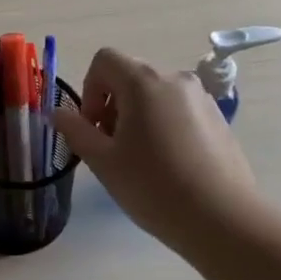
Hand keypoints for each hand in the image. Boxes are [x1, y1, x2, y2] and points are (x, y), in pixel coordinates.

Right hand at [52, 47, 261, 246]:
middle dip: (111, 105)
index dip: (89, 89)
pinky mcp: (218, 119)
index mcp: (143, 82)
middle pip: (130, 76)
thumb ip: (75, 130)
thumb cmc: (154, 186)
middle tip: (111, 147)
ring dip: (137, 116)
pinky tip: (167, 164)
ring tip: (139, 159)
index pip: (104, 60)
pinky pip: (178, 109)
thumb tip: (57, 112)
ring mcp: (201, 98)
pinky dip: (163, 125)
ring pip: (155, 94)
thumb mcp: (103, 161)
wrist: (223, 219)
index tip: (93, 127)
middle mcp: (174, 79)